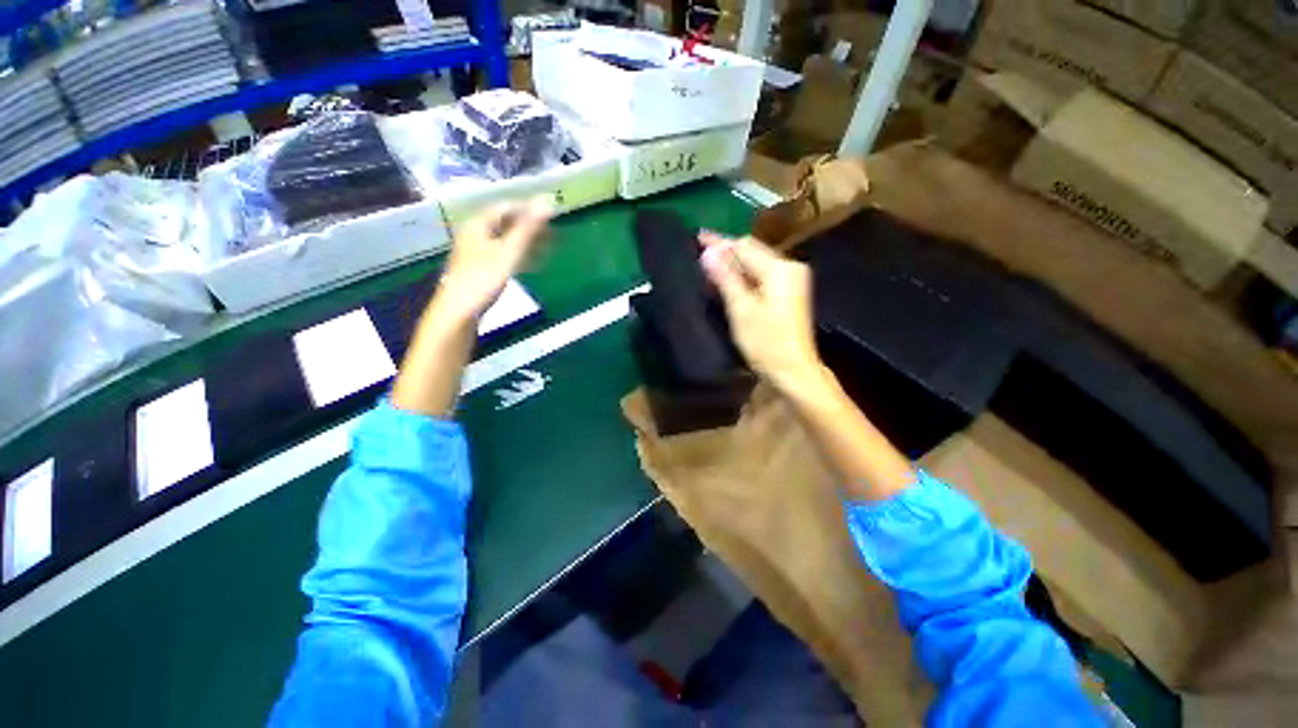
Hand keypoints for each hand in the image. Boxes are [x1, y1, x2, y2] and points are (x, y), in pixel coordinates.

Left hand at [430, 198, 551, 324]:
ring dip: (527, 242)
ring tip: (548, 250)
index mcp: (479, 223)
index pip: (507, 207)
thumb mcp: (510, 252)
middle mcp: (476, 232)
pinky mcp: (481, 266)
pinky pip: (503, 253)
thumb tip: (547, 201)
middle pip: (507, 222)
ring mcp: (477, 250)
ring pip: (506, 239)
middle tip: (553, 235)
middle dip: (530, 227)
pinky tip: (532, 264)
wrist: (460, 309)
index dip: (530, 209)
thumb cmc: (484, 277)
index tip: (552, 216)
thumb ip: (528, 228)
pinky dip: (519, 255)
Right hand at [700, 232, 821, 392]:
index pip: (744, 247)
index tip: (698, 235)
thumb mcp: (741, 310)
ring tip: (708, 264)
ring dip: (733, 264)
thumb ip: (726, 278)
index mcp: (779, 269)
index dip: (720, 242)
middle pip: (752, 252)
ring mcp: (791, 281)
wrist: (793, 371)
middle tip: (699, 251)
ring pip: (755, 264)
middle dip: (726, 251)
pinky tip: (726, 279)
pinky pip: (761, 276)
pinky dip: (743, 277)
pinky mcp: (787, 293)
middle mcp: (789, 268)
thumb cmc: (766, 343)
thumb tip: (708, 253)